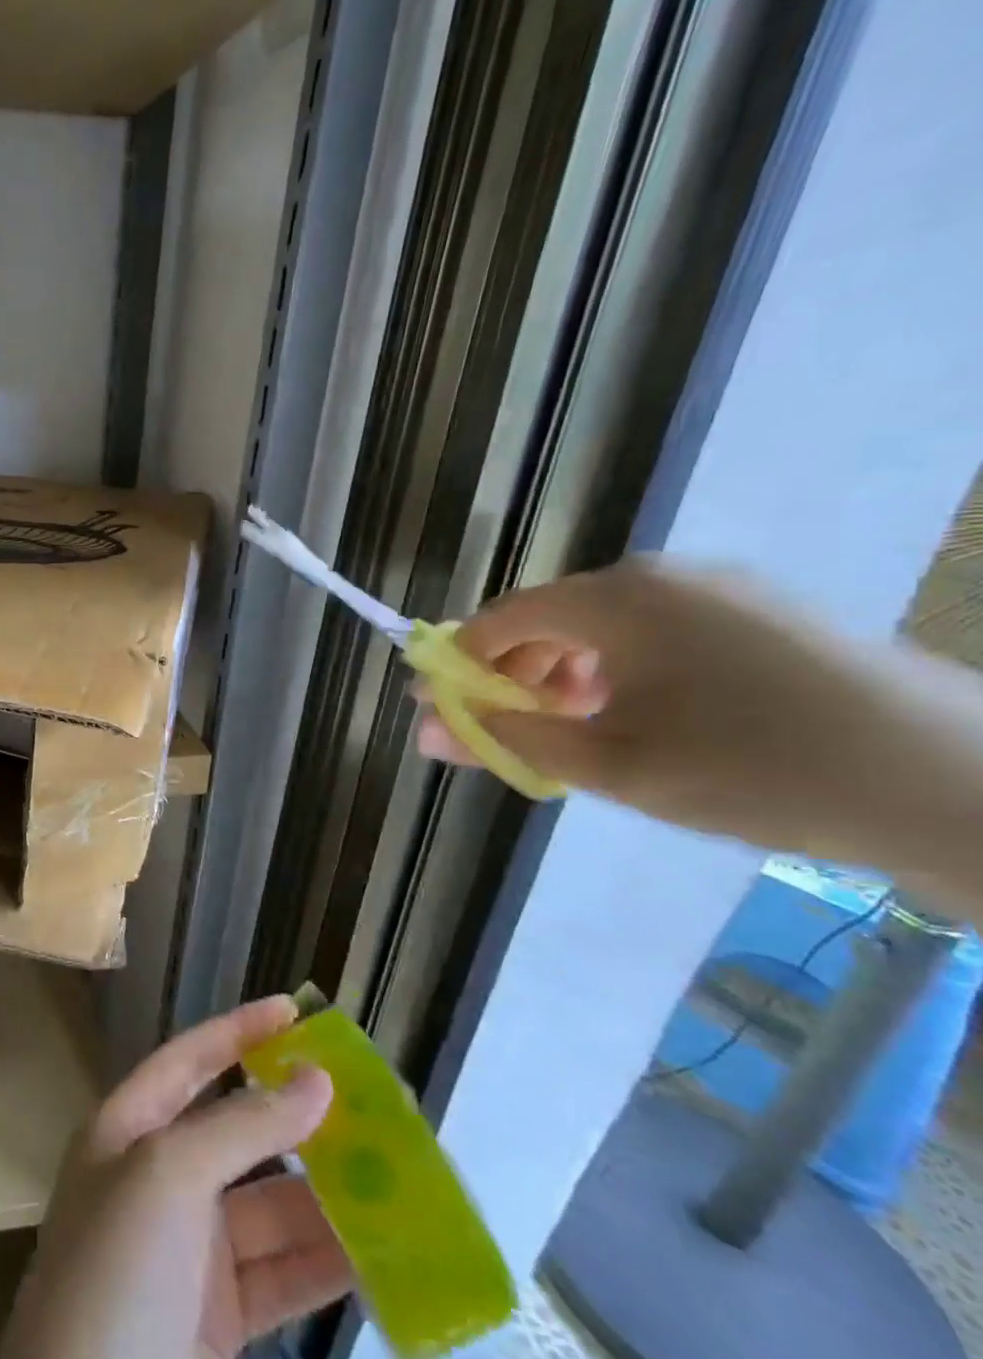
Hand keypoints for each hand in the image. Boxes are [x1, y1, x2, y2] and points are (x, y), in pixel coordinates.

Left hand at [0, 996, 352, 1358]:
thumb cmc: (118, 1273)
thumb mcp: (169, 1177)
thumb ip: (243, 1127)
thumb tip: (316, 1081)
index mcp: (125, 1132)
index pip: (186, 1062)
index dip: (237, 1032)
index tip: (294, 1012)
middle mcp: (154, 1182)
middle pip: (234, 1135)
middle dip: (294, 1121)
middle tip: (366, 1107)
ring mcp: (185, 1253)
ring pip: (267, 1208)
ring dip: (324, 1198)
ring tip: (393, 1180)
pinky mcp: (217, 1320)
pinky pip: (280, 1275)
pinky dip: (324, 1264)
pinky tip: (379, 1255)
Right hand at [415, 559, 982, 920]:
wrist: (955, 782)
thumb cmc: (750, 769)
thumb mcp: (608, 765)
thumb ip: (506, 739)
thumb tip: (427, 729)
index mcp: (615, 599)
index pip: (500, 618)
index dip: (458, 664)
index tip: (437, 711)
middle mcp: (659, 576)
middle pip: (548, 618)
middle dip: (512, 677)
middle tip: (507, 735)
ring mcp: (718, 589)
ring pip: (601, 627)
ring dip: (564, 678)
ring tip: (573, 737)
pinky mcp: (761, 612)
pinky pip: (654, 632)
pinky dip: (619, 672)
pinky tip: (637, 721)